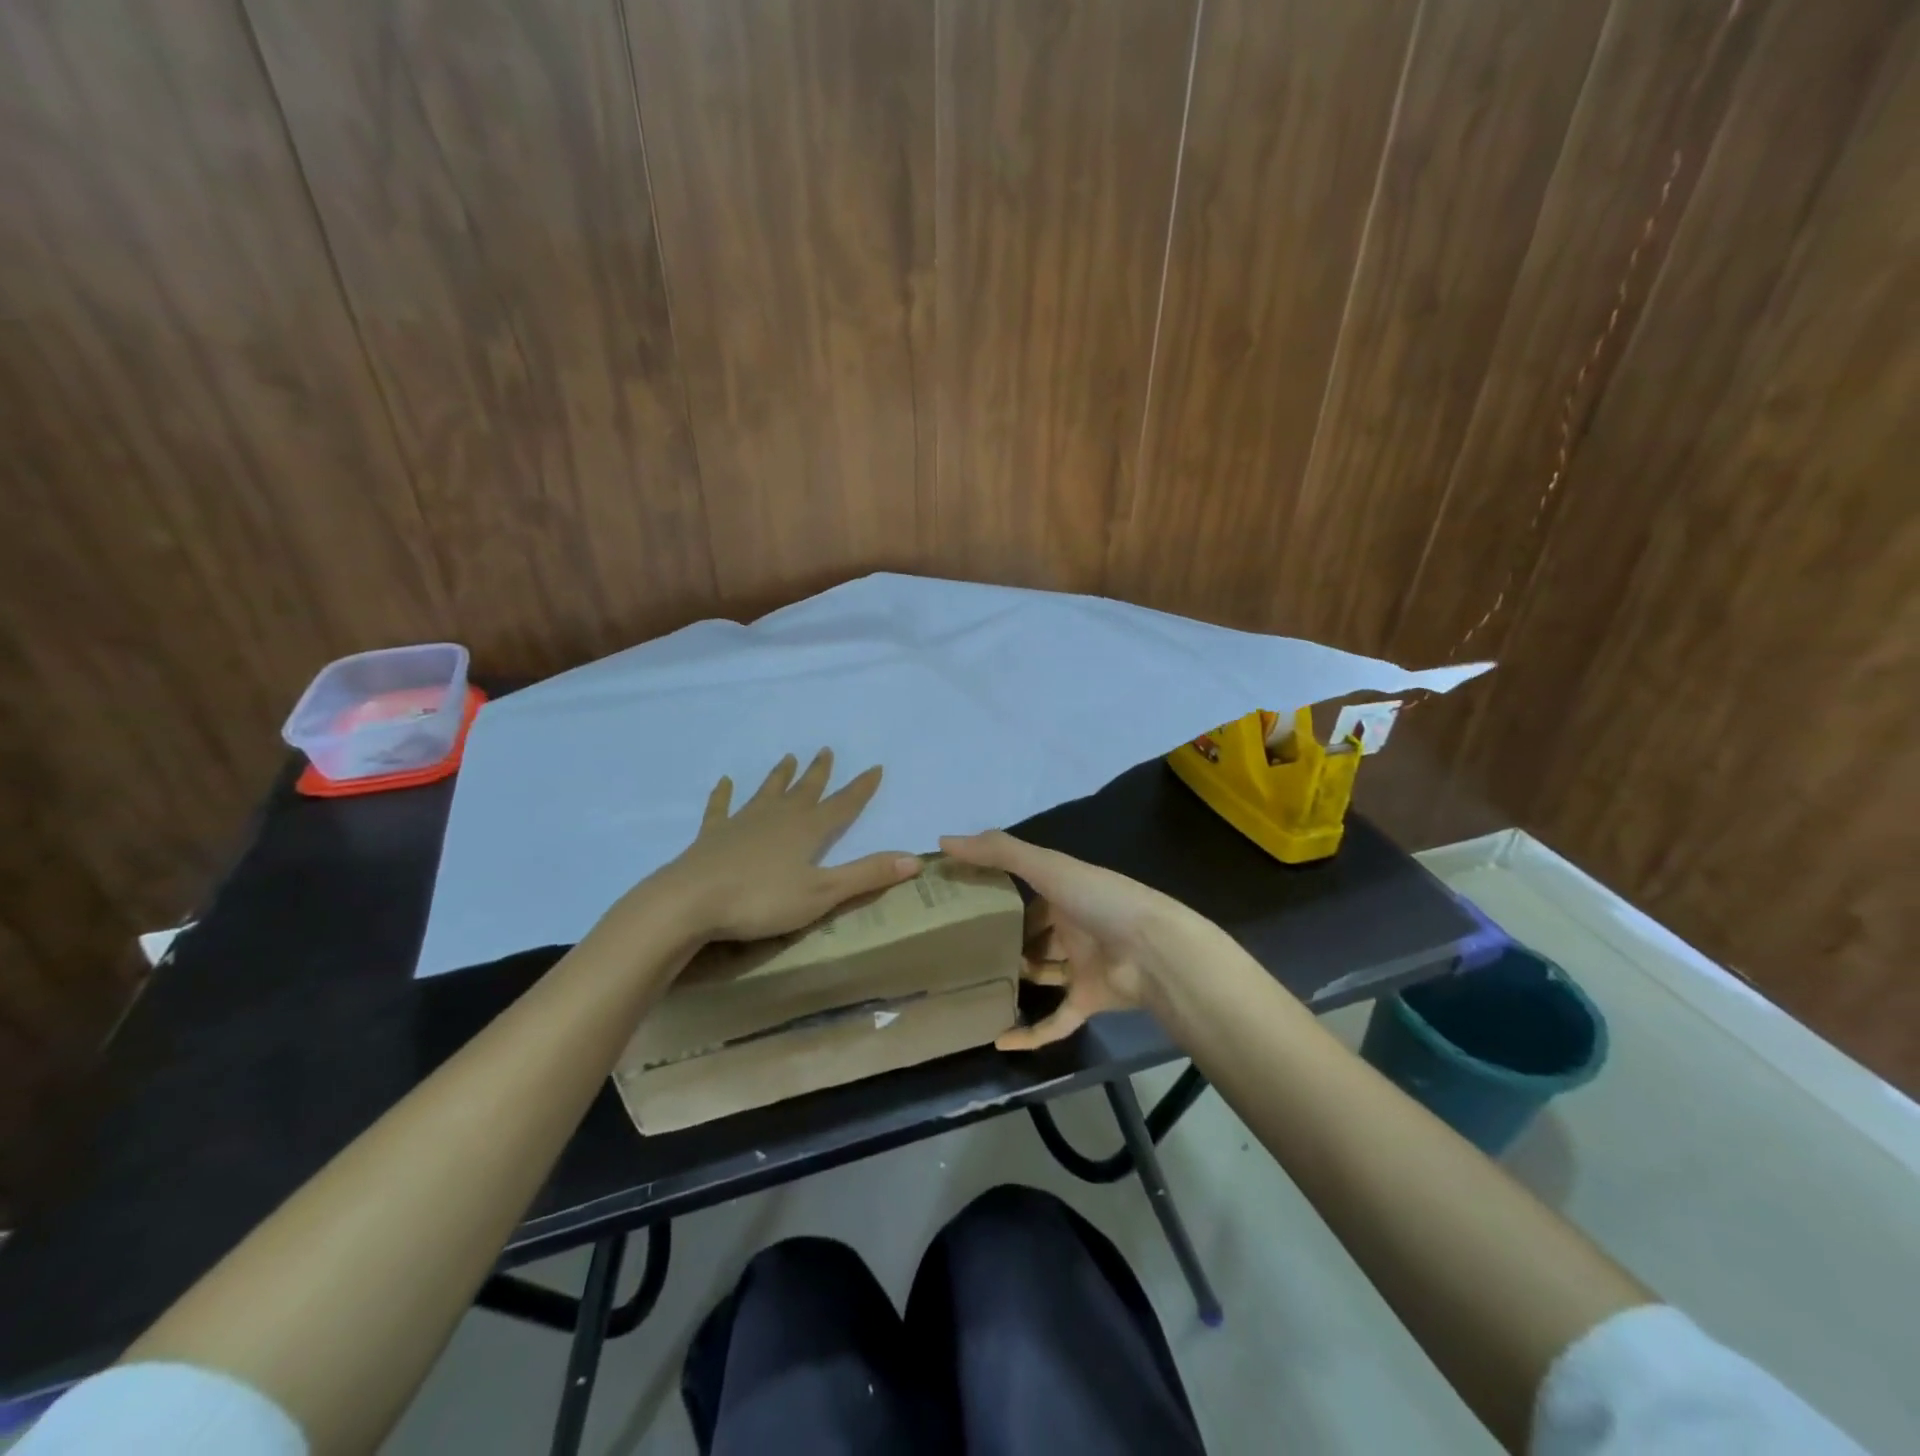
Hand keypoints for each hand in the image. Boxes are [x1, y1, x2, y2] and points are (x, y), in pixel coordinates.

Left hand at [656, 749, 920, 941]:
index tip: (876, 767)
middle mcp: (778, 818)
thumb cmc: (761, 900)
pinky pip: (721, 808)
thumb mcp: (822, 894)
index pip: (843, 805)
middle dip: (819, 773)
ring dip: (780, 777)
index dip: (861, 788)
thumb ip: (866, 875)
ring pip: (768, 792)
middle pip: (805, 791)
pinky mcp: (713, 835)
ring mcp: (743, 823)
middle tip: (825, 750)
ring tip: (788, 758)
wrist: (690, 901)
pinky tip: (724, 782)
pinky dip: (724, 795)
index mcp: (807, 831)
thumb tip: (915, 858)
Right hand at [940, 830, 1209, 1050]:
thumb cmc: (1099, 900)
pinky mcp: (1088, 1001)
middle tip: (961, 950)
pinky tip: (998, 1041)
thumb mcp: (1046, 866)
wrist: (1153, 950)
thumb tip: (944, 841)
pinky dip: (1030, 1033)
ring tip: (973, 988)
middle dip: (1004, 941)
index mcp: (1065, 892)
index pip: (1025, 892)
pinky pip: (1055, 1021)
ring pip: (1043, 974)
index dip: (996, 896)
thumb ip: (998, 852)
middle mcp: (1073, 926)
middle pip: (1033, 934)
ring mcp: (1082, 966)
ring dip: (1017, 981)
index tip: (959, 904)